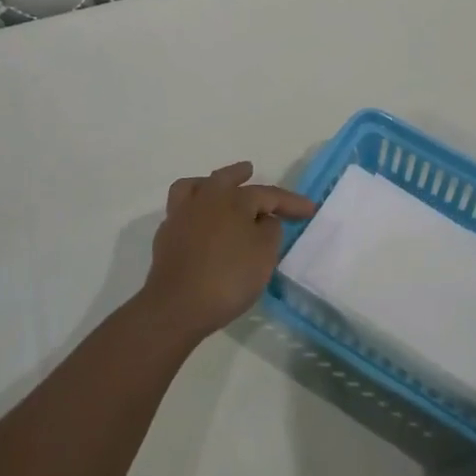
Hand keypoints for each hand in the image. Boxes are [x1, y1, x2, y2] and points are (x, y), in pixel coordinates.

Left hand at [144, 161, 316, 341]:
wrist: (177, 306)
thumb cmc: (228, 277)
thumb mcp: (264, 254)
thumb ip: (270, 230)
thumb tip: (264, 220)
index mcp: (233, 200)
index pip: (268, 194)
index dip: (291, 202)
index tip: (310, 209)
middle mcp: (205, 199)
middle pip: (224, 178)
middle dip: (239, 174)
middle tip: (249, 169)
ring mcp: (181, 216)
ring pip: (193, 187)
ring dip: (207, 183)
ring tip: (214, 185)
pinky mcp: (165, 237)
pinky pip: (181, 211)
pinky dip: (193, 209)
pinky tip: (199, 221)